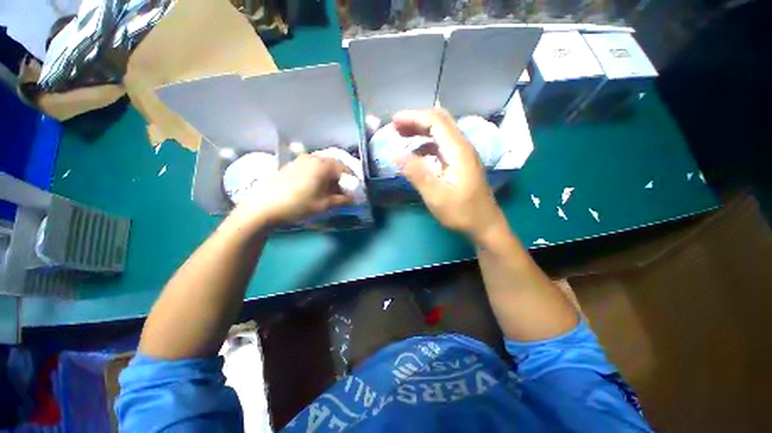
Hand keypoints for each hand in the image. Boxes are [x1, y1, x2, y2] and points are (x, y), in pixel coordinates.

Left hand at [232, 154, 351, 227]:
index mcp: (325, 164)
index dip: (352, 183)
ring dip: (327, 177)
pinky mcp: (290, 165)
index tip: (355, 195)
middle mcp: (314, 157)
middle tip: (342, 193)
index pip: (346, 170)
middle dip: (340, 179)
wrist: (266, 204)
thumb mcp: (323, 206)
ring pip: (321, 166)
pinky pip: (309, 168)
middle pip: (333, 166)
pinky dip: (315, 176)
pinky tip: (312, 188)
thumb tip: (352, 199)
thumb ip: (341, 201)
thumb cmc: (298, 204)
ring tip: (327, 192)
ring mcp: (300, 159)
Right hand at [393, 109, 504, 239]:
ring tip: (400, 135)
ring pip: (442, 129)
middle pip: (440, 119)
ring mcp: (464, 152)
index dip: (413, 117)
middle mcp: (462, 145)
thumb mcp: (436, 196)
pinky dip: (427, 140)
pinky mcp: (462, 161)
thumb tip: (395, 153)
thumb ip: (416, 172)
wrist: (486, 225)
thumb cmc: (463, 212)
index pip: (435, 121)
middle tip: (395, 126)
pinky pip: (443, 142)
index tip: (393, 122)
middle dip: (416, 118)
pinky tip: (415, 153)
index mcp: (458, 150)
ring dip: (421, 128)